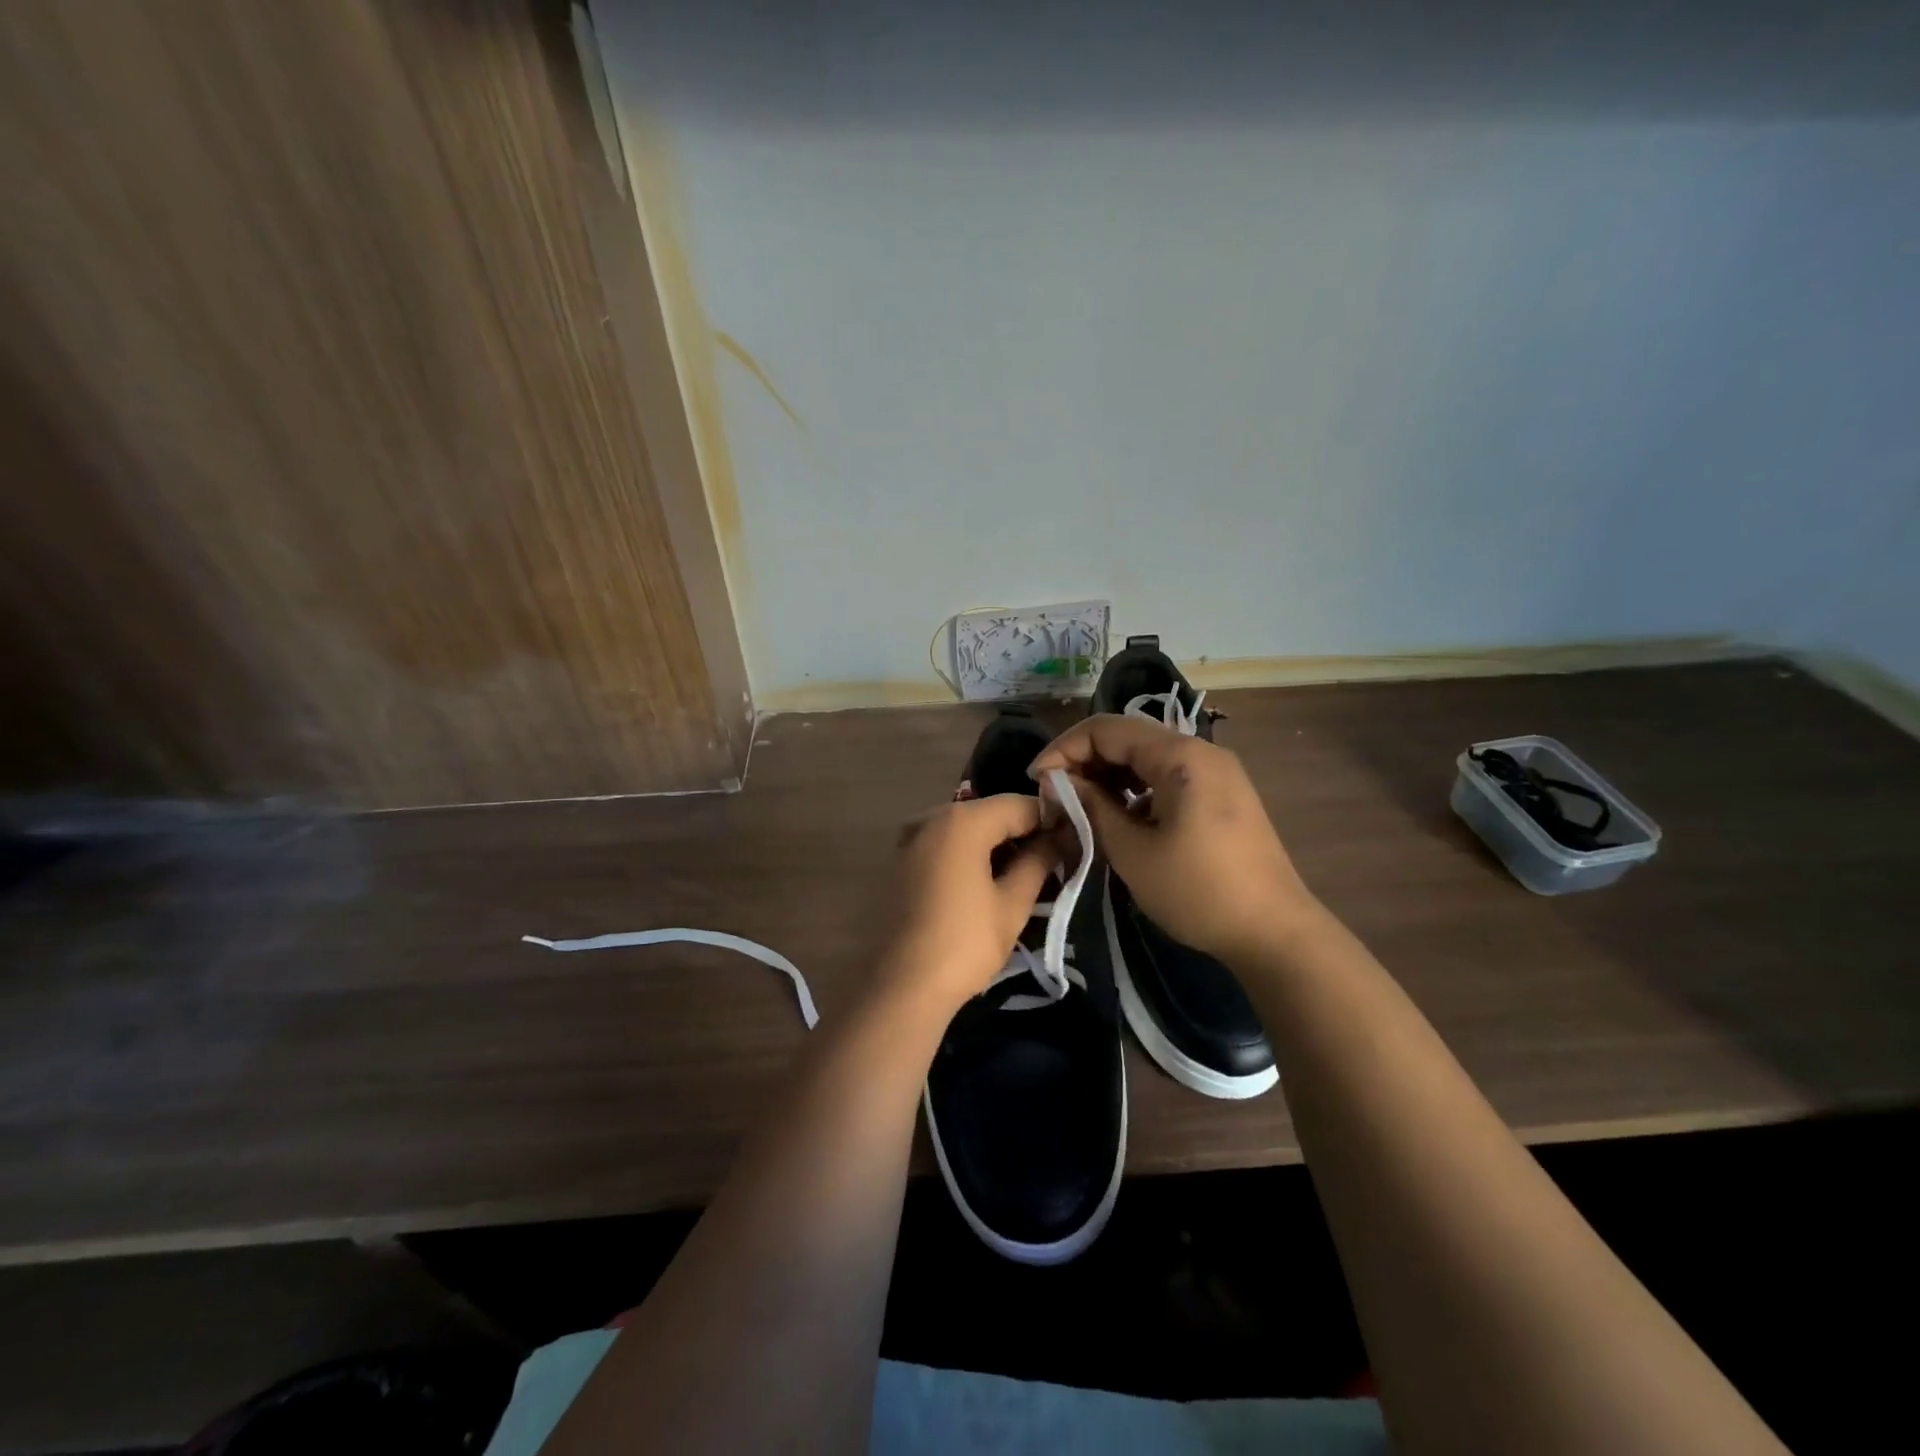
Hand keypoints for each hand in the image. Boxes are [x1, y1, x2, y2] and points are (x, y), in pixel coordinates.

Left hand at [879, 794, 1059, 1013]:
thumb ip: (1037, 862)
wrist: (901, 986)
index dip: (1050, 820)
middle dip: (1021, 831)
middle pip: (989, 813)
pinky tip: (985, 881)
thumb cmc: (964, 943)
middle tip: (1050, 862)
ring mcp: (910, 838)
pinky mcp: (899, 860)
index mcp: (962, 821)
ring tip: (1022, 875)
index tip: (1071, 842)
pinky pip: (944, 844)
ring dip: (994, 844)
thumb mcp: (1012, 904)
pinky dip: (968, 853)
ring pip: (965, 828)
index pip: (1018, 804)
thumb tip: (1058, 838)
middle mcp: (931, 817)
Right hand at [1029, 714, 1318, 962]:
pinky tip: (1118, 816)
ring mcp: (1216, 772)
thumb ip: (1091, 807)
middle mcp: (1201, 752)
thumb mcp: (1132, 851)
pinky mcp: (1222, 795)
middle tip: (1054, 797)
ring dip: (1108, 775)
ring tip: (1078, 807)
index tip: (1035, 781)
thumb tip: (1058, 783)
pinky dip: (1134, 789)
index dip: (1064, 749)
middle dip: (1084, 761)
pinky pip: (1166, 777)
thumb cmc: (1198, 892)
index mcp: (1180, 756)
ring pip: (1146, 757)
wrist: (1275, 933)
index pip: (1106, 729)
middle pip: (1127, 737)